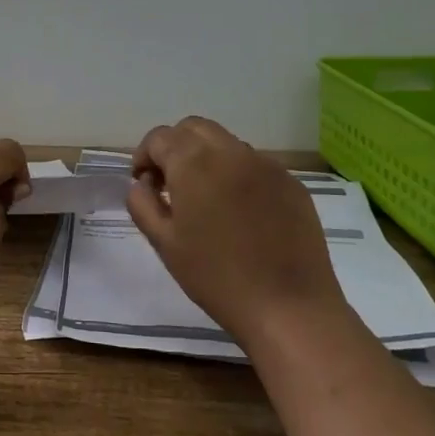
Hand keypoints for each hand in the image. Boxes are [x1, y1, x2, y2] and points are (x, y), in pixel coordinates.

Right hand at [128, 117, 347, 350]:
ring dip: (207, 158)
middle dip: (175, 147)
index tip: (144, 184)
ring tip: (205, 199)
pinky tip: (240, 213)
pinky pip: (254, 165)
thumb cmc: (216, 277)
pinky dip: (237, 174)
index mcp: (194, 163)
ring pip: (226, 143)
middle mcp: (231, 152)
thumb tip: (143, 183)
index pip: (159, 137)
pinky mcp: (291, 183)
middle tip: (170, 184)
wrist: (288, 307)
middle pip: (193, 128)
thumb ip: (143, 204)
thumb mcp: (164, 243)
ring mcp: (266, 165)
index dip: (144, 156)